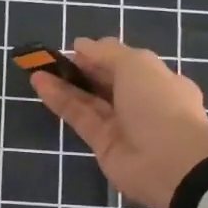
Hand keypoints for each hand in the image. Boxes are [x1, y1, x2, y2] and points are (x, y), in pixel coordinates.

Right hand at [30, 37, 207, 207]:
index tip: (73, 49)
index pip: (125, 64)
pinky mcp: (103, 145)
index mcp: (158, 81)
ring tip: (38, 70)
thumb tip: (81, 45)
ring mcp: (122, 126)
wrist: (170, 162)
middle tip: (49, 59)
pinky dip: (61, 101)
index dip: (99, 55)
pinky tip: (40, 84)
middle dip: (80, 70)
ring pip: (89, 101)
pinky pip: (80, 118)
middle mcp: (141, 103)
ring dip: (64, 85)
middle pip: (105, 83)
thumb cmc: (159, 103)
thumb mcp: (136, 64)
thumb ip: (106, 53)